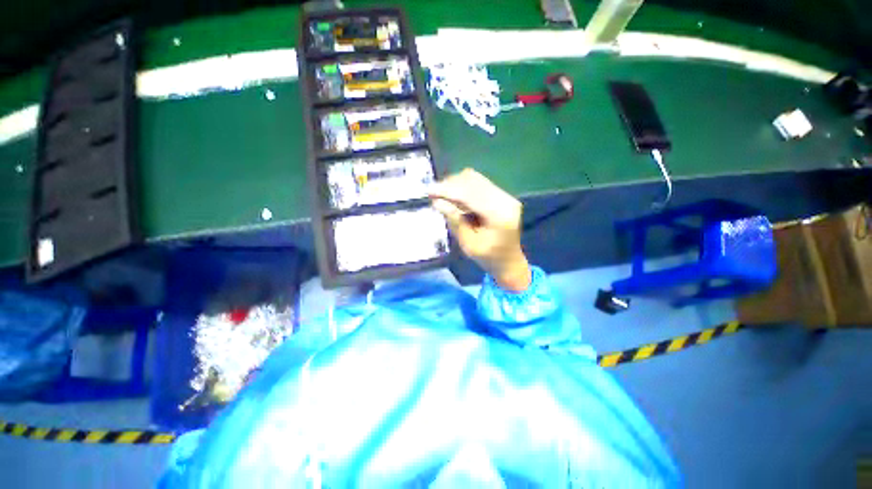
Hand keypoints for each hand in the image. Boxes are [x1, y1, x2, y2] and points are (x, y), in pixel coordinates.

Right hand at [428, 168, 531, 291]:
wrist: (509, 262)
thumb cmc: (488, 258)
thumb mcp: (468, 245)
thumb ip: (455, 222)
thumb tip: (437, 202)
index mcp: (500, 215)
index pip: (471, 195)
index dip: (448, 190)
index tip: (429, 191)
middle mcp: (506, 200)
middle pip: (474, 181)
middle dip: (450, 185)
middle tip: (432, 194)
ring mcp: (505, 196)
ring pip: (476, 179)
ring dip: (456, 185)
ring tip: (441, 195)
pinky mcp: (502, 196)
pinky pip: (479, 184)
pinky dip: (463, 187)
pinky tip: (453, 197)